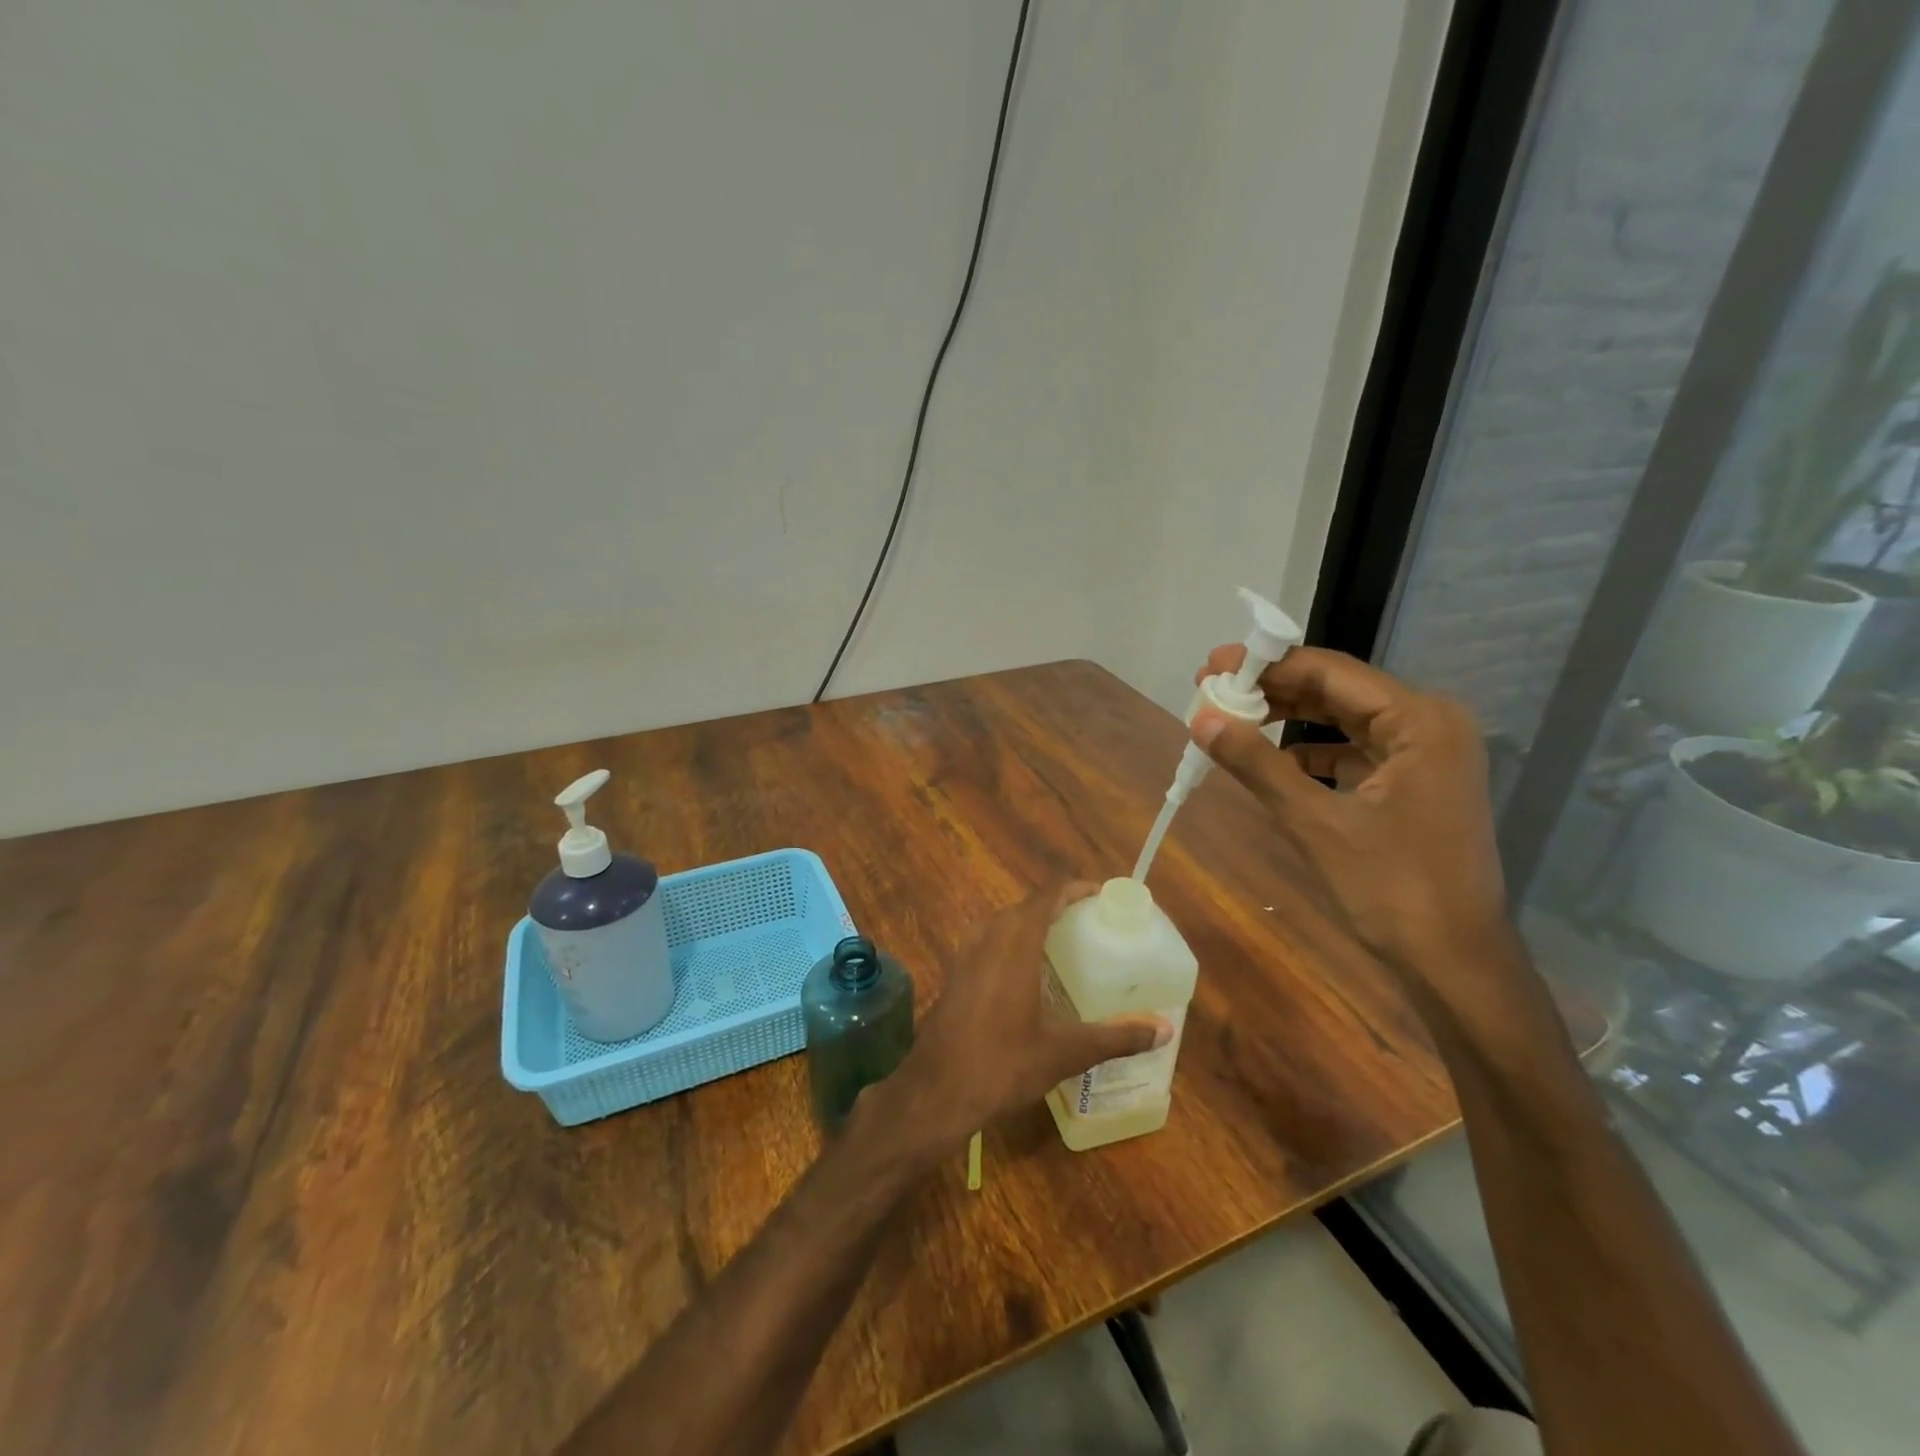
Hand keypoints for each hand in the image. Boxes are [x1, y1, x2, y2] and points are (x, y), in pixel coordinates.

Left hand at [878, 885, 1169, 1151]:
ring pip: (1004, 923)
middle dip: (1059, 907)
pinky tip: (1029, 975)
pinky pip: (989, 942)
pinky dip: (1013, 944)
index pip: (1048, 895)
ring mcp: (966, 954)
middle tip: (1093, 925)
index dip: (1076, 889)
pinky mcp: (955, 974)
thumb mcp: (1065, 1052)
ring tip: (1066, 945)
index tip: (1103, 896)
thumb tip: (1164, 1029)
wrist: (935, 1092)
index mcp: (1015, 942)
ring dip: (1033, 925)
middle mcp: (988, 937)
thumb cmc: (1002, 1064)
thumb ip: (1116, 1036)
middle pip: (1027, 906)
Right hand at [1191, 645, 1509, 991]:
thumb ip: (1256, 763)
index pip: (1330, 671)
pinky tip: (1273, 761)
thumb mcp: (1315, 822)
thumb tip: (1201, 718)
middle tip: (1211, 690)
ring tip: (1233, 718)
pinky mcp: (1416, 783)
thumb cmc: (1391, 888)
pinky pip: (1355, 749)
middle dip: (1274, 688)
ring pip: (1344, 718)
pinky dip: (1312, 751)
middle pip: (1337, 689)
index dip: (1265, 664)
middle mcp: (1429, 724)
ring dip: (1289, 718)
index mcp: (1419, 720)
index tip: (1211, 666)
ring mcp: (1426, 754)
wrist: (1454, 962)